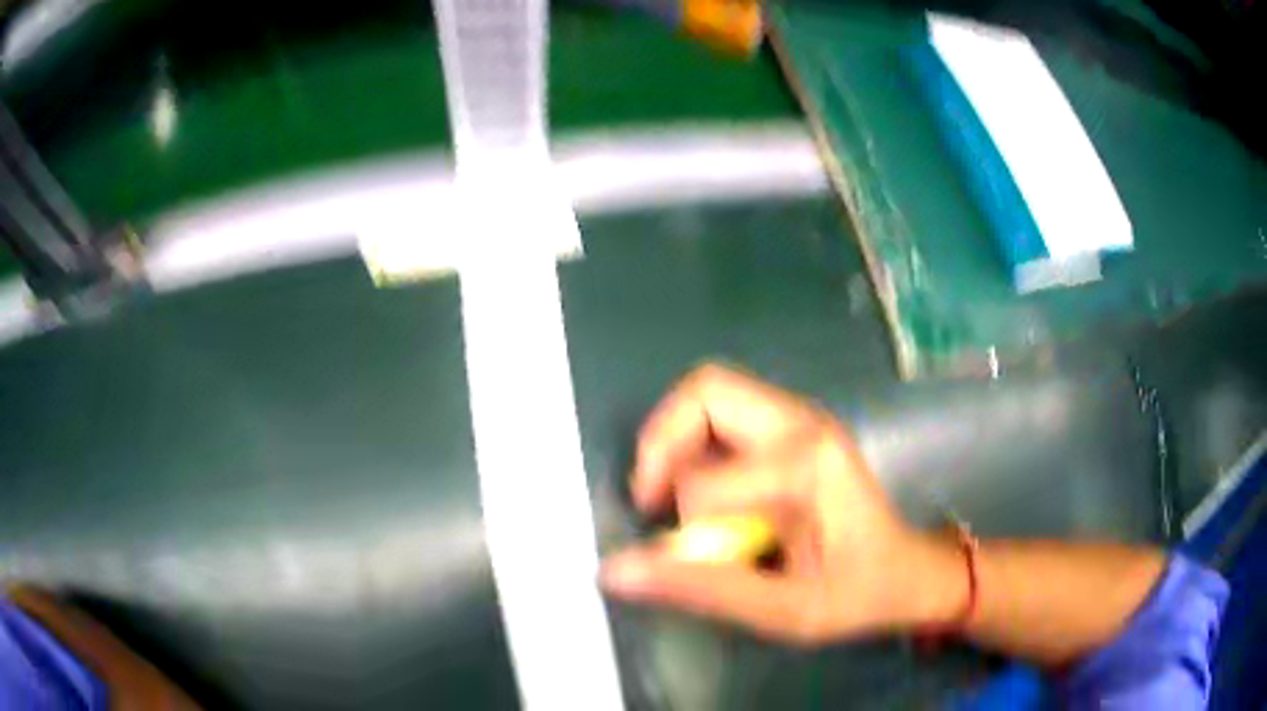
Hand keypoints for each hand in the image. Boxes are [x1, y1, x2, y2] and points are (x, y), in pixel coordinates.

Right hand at [601, 364, 965, 644]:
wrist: (907, 572)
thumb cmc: (858, 594)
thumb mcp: (785, 610)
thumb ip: (703, 590)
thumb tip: (615, 572)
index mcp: (809, 465)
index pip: (708, 481)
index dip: (682, 525)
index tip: (687, 557)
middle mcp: (803, 424)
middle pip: (705, 390)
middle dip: (660, 443)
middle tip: (650, 499)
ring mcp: (799, 418)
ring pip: (709, 394)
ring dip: (673, 441)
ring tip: (669, 496)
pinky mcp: (792, 428)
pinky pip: (722, 414)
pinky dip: (693, 445)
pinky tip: (701, 491)